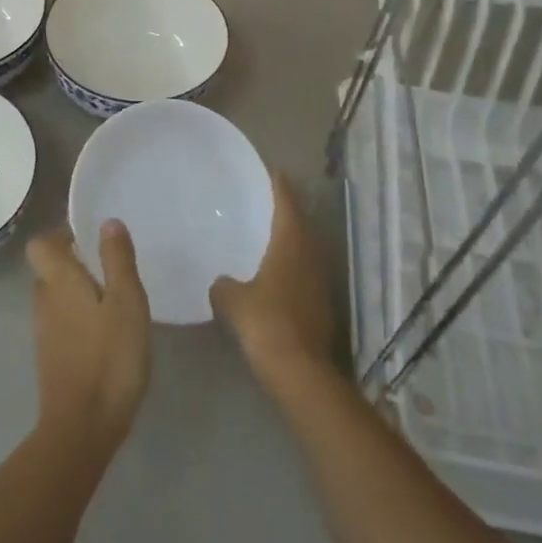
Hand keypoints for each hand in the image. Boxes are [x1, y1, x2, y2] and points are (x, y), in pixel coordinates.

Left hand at [27, 221, 150, 452]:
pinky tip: (106, 332)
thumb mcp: (127, 302)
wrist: (82, 427)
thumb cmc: (110, 357)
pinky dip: (78, 318)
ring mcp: (43, 332)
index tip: (89, 236)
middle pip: (48, 269)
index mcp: (58, 281)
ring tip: (113, 298)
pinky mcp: (50, 358)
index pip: (40, 244)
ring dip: (77, 291)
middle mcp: (44, 301)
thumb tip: (107, 221)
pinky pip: (61, 322)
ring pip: (55, 297)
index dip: (60, 234)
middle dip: (74, 262)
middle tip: (109, 266)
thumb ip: (117, 260)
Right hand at [210, 173, 339, 391]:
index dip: (279, 186)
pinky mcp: (321, 306)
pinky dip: (290, 268)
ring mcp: (320, 283)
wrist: (300, 371)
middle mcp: (311, 257)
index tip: (271, 171)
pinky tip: (272, 276)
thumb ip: (223, 285)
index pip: (287, 204)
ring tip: (266, 235)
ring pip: (304, 251)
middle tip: (263, 202)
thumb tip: (221, 283)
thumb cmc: (266, 323)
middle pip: (300, 225)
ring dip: (289, 241)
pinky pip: (303, 274)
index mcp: (291, 244)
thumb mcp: (232, 300)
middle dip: (284, 212)